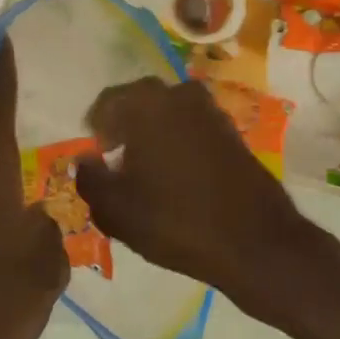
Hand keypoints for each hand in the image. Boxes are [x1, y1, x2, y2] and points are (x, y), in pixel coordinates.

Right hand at [74, 78, 311, 318]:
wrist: (255, 242)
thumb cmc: (175, 221)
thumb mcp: (116, 210)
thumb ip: (90, 180)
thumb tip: (84, 161)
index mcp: (147, 104)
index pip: (108, 102)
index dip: (96, 127)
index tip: (95, 153)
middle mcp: (180, 96)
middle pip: (140, 101)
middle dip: (124, 124)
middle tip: (115, 156)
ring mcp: (212, 113)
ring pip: (169, 113)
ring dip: (153, 131)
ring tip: (144, 167)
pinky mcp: (233, 133)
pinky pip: (193, 127)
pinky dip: (178, 141)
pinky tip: (175, 174)